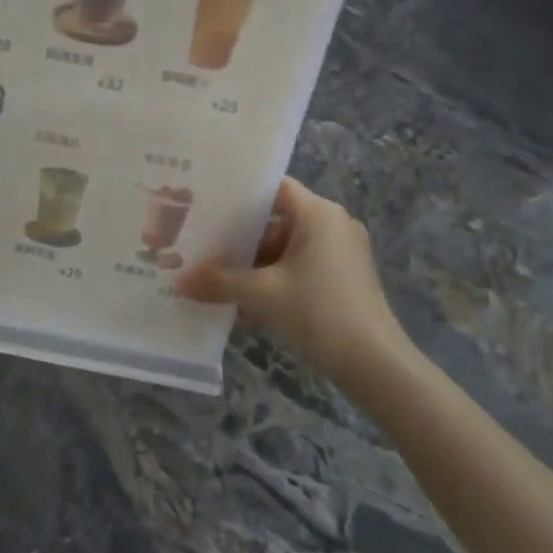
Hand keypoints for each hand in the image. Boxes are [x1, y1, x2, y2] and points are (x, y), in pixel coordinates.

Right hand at [174, 177, 412, 376]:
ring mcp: (340, 253)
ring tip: (212, 272)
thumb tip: (177, 281)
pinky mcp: (342, 279)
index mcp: (318, 214)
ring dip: (252, 262)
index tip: (205, 203)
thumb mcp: (262, 295)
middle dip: (238, 235)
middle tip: (199, 241)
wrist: (375, 364)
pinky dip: (272, 278)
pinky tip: (242, 298)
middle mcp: (332, 225)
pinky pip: (298, 267)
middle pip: (276, 220)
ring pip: (285, 247)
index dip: (239, 194)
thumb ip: (218, 282)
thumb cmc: (320, 312)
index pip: (273, 188)